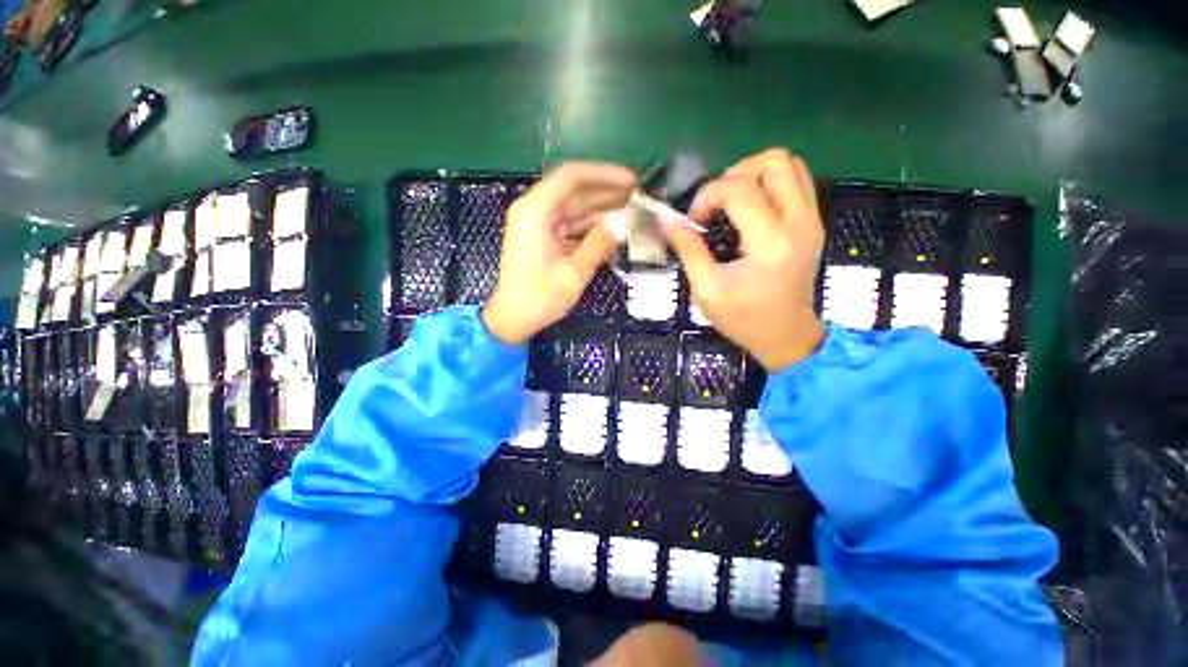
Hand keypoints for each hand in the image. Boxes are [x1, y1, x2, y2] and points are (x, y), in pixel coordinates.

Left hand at [483, 162, 635, 344]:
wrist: (513, 320)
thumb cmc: (540, 297)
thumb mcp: (574, 271)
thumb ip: (601, 241)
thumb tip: (628, 218)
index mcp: (535, 211)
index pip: (571, 177)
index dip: (604, 175)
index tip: (632, 181)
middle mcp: (534, 211)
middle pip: (574, 191)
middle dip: (607, 193)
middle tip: (639, 198)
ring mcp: (539, 225)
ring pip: (575, 209)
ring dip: (602, 211)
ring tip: (633, 212)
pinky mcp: (544, 239)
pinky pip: (571, 226)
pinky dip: (591, 228)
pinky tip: (614, 230)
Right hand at [665, 149, 825, 370]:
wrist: (787, 336)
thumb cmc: (744, 319)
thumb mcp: (707, 290)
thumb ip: (689, 250)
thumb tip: (669, 221)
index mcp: (769, 243)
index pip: (739, 189)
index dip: (707, 196)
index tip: (694, 221)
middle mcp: (798, 222)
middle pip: (773, 161)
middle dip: (734, 174)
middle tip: (715, 203)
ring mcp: (812, 219)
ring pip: (789, 164)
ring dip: (754, 173)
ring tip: (731, 201)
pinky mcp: (814, 222)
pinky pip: (796, 180)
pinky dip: (769, 182)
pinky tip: (750, 207)